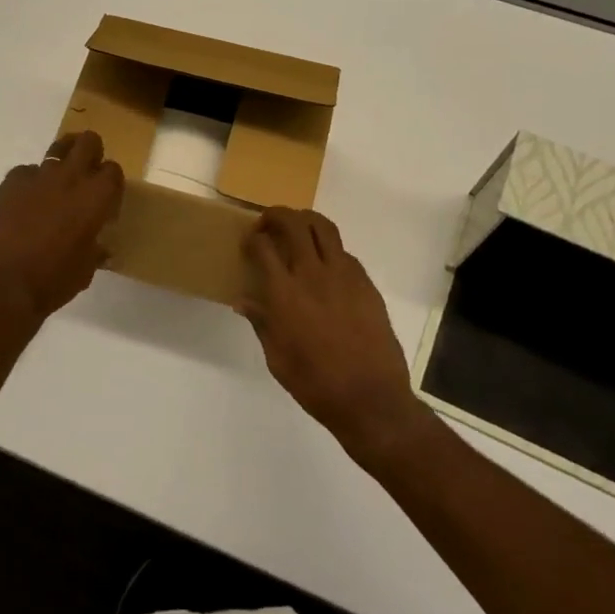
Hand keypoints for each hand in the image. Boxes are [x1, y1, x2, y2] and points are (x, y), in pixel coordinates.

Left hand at [0, 131, 124, 321]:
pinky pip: (26, 172)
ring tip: (57, 183)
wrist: (4, 287)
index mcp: (96, 197)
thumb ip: (95, 248)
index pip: (113, 170)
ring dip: (62, 162)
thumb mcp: (86, 268)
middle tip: (86, 176)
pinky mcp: (10, 182)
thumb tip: (99, 247)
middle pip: (89, 142)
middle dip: (91, 154)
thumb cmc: (54, 281)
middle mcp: (70, 177)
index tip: (106, 202)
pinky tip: (25, 205)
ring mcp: (38, 176)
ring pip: (58, 148)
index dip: (111, 184)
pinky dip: (30, 184)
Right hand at [240, 208, 426, 453]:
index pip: (263, 247)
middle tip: (267, 223)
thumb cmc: (316, 384)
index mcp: (285, 294)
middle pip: (293, 224)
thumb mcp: (277, 358)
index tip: (248, 243)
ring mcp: (343, 275)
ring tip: (296, 227)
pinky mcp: (365, 283)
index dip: (252, 239)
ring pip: (323, 227)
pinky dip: (329, 248)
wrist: (370, 398)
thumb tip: (244, 301)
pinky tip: (324, 264)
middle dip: (275, 215)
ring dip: (305, 220)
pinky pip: (344, 252)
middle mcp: (313, 275)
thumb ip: (261, 323)